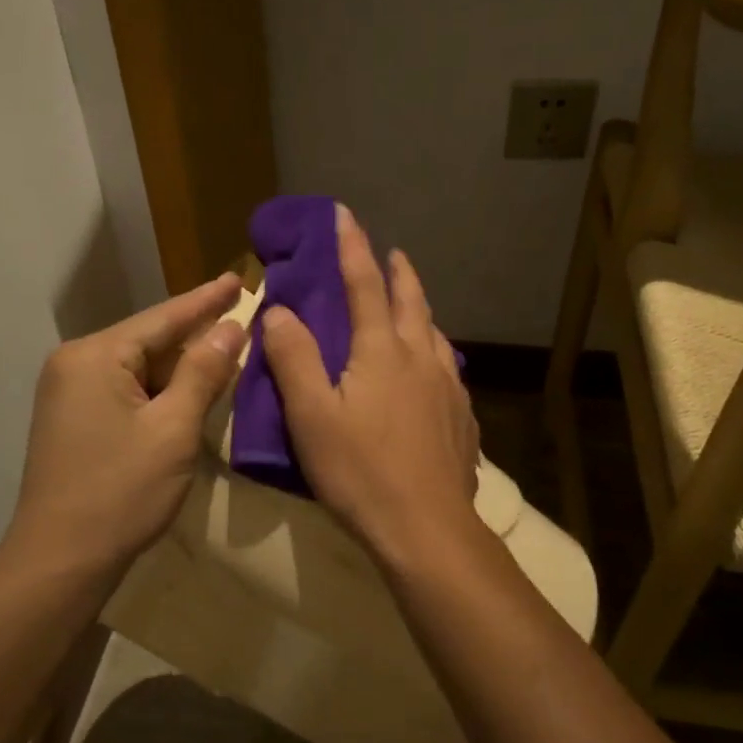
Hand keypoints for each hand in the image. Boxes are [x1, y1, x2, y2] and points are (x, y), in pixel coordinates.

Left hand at [8, 273, 247, 578]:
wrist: (61, 559)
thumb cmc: (121, 492)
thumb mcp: (173, 429)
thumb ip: (203, 373)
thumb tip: (231, 327)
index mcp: (95, 356)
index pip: (163, 318)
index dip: (206, 300)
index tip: (240, 278)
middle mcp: (75, 364)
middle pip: (149, 341)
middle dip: (196, 336)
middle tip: (241, 318)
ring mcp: (70, 393)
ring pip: (139, 368)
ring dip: (181, 367)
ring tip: (226, 353)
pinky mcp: (74, 420)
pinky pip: (126, 391)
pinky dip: (160, 392)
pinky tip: (191, 391)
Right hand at [261, 208, 482, 566]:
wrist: (427, 529)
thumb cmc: (361, 471)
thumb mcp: (311, 416)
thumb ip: (294, 358)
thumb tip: (280, 310)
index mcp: (383, 352)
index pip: (364, 285)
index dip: (352, 247)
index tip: (345, 214)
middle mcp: (422, 359)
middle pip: (412, 302)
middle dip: (398, 272)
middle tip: (392, 252)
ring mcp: (449, 389)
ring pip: (435, 334)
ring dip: (421, 310)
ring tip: (412, 306)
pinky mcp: (462, 419)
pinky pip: (448, 369)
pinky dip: (434, 351)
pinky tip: (432, 371)